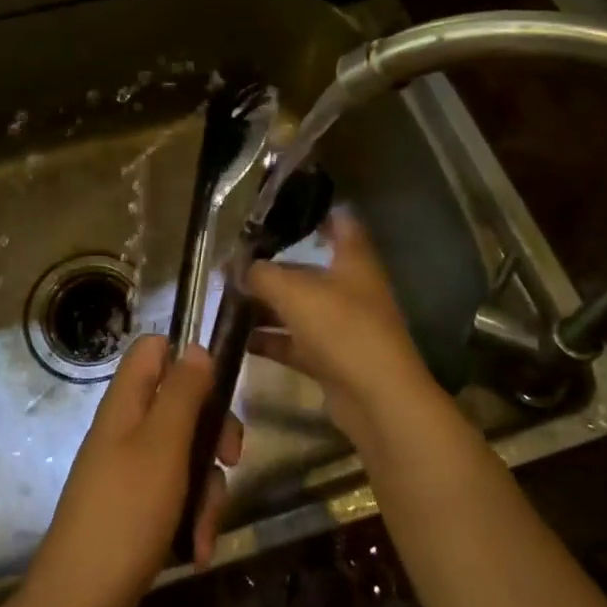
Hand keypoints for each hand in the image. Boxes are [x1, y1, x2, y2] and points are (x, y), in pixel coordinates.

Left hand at [13, 337, 241, 606]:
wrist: (80, 605)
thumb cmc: (126, 512)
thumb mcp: (164, 445)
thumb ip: (183, 392)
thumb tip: (196, 348)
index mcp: (126, 403)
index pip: (153, 350)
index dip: (186, 358)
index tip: (219, 387)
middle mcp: (127, 429)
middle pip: (181, 404)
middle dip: (212, 433)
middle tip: (230, 457)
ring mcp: (129, 470)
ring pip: (185, 455)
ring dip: (206, 489)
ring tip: (206, 529)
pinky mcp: (135, 508)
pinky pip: (174, 495)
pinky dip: (191, 518)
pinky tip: (198, 550)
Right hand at [245, 210, 442, 447]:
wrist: (378, 398)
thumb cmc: (342, 328)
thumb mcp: (294, 292)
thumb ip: (261, 274)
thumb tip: (236, 266)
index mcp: (354, 261)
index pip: (341, 223)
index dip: (316, 212)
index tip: (282, 208)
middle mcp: (351, 289)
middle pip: (309, 269)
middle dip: (274, 267)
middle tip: (235, 263)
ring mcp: (343, 326)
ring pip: (300, 308)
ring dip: (268, 306)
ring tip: (228, 301)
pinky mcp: (333, 360)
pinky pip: (296, 343)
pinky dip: (271, 340)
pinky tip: (240, 340)